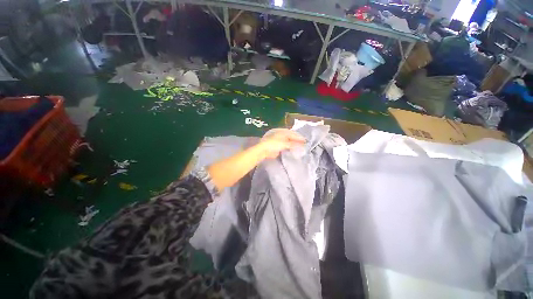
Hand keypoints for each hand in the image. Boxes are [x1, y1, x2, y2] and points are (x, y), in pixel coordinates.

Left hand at [258, 129, 305, 158]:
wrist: (263, 150)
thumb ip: (293, 144)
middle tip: (303, 144)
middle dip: (297, 140)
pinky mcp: (276, 146)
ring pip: (288, 141)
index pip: (292, 133)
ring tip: (300, 147)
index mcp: (282, 131)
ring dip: (293, 144)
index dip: (299, 137)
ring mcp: (278, 140)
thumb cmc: (273, 144)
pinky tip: (293, 150)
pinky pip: (285, 146)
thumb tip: (302, 146)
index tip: (305, 141)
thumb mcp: (284, 143)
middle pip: (290, 137)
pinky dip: (289, 148)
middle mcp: (280, 134)